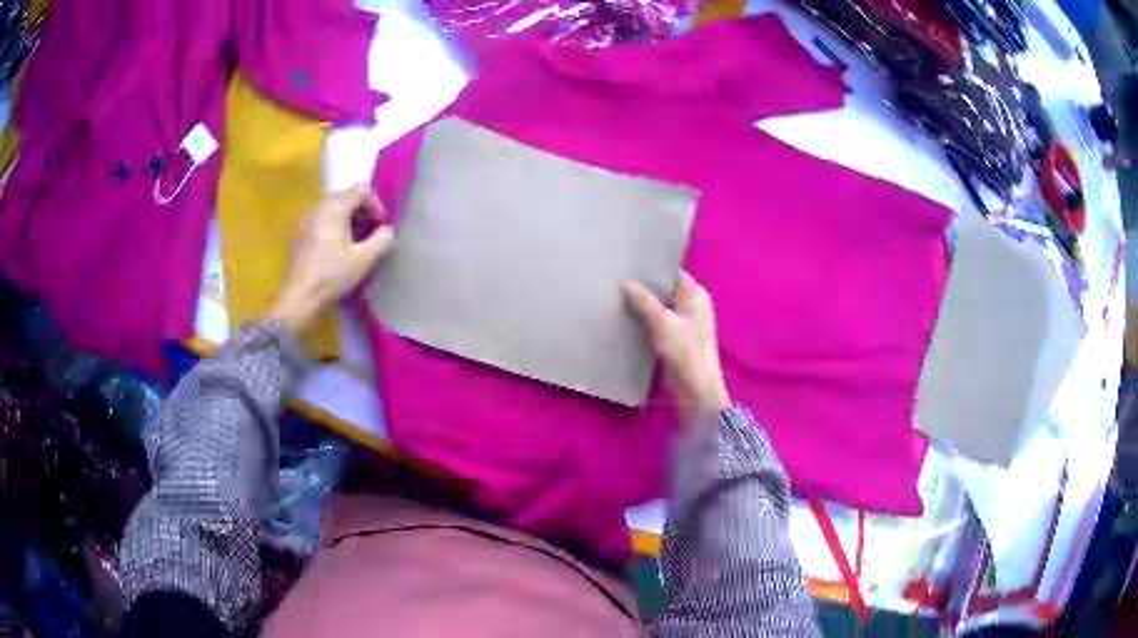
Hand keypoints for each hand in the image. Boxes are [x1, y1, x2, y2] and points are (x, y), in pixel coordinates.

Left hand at [269, 185, 394, 334]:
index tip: (380, 225)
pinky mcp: (300, 237)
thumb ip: (381, 241)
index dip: (375, 204)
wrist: (299, 299)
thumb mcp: (364, 260)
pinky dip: (334, 228)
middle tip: (370, 231)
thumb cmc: (332, 276)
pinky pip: (321, 222)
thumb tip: (387, 231)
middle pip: (344, 197)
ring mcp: (306, 223)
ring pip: (332, 210)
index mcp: (334, 209)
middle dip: (361, 210)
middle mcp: (318, 209)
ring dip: (347, 219)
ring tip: (355, 242)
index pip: (360, 190)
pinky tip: (337, 251)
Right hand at [623, 271, 729, 421]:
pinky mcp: (677, 340)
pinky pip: (659, 323)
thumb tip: (626, 283)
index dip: (652, 268)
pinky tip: (626, 319)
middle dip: (644, 287)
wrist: (696, 390)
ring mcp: (686, 323)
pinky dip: (645, 321)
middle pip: (665, 290)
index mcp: (696, 295)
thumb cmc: (685, 352)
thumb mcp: (663, 323)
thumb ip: (644, 301)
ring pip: (661, 307)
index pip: (672, 272)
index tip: (628, 263)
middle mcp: (693, 305)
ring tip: (616, 296)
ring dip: (643, 305)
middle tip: (617, 278)